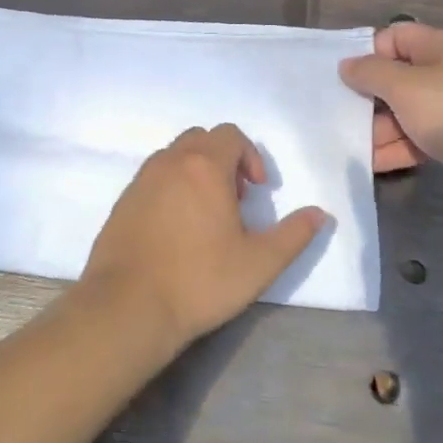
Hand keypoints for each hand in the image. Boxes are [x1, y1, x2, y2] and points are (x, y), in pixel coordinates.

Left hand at [79, 125, 324, 352]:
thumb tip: (320, 214)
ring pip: (174, 157)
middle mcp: (169, 163)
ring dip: (196, 173)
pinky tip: (176, 230)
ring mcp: (140, 181)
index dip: (251, 157)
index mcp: (204, 166)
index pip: (230, 135)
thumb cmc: (199, 281)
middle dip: (224, 160)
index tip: (257, 192)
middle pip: (201, 139)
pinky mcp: (122, 202)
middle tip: (235, 200)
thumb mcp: (259, 263)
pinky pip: (153, 179)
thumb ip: (294, 234)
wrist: (127, 307)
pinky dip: (171, 189)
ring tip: (207, 216)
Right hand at [340, 23, 442, 200]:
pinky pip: (422, 137)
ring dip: (380, 128)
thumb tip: (347, 64)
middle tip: (340, 118)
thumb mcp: (405, 88)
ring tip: (350, 147)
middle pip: (398, 78)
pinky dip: (400, 147)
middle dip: (369, 98)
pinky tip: (374, 164)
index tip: (346, 80)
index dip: (369, 54)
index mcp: (438, 47)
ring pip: (408, 112)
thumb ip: (371, 73)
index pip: (394, 37)